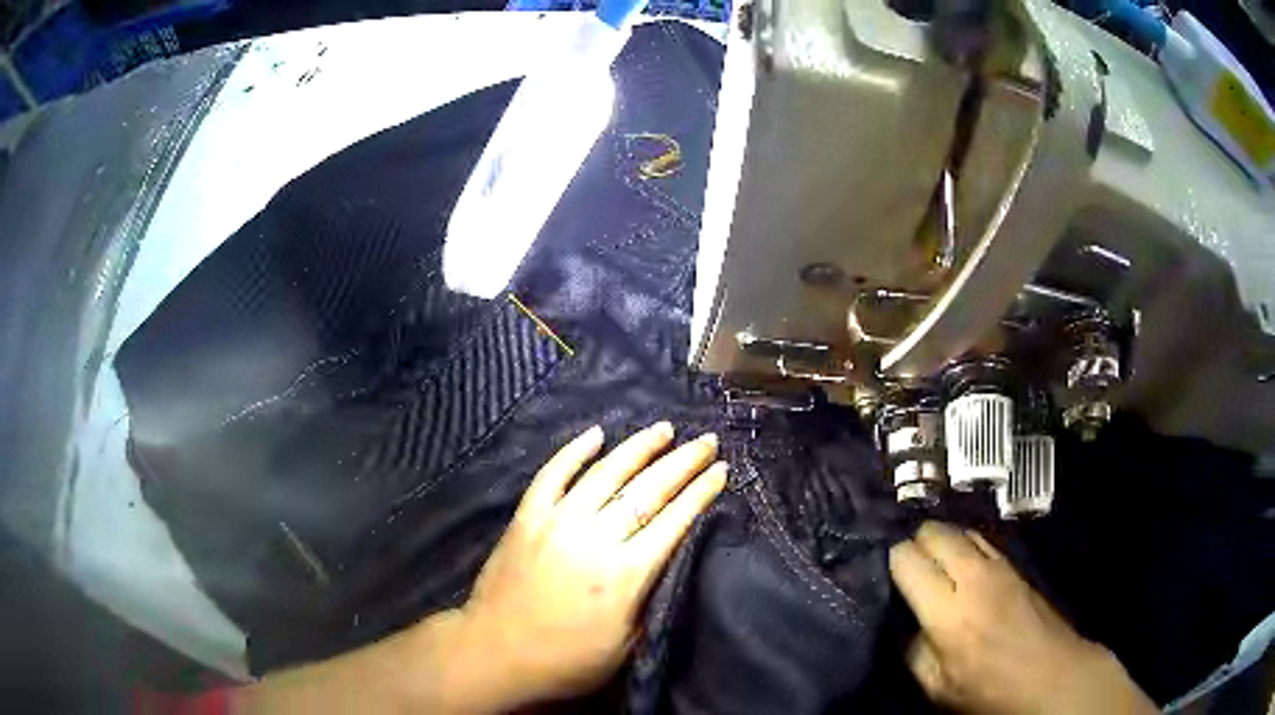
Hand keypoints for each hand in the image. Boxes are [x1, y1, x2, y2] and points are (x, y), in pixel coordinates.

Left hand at [452, 422, 727, 709]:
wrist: (494, 652)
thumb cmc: (566, 660)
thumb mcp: (626, 646)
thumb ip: (651, 600)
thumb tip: (671, 560)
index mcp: (624, 575)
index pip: (673, 521)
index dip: (701, 492)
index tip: (722, 470)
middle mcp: (594, 539)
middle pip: (646, 490)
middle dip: (683, 462)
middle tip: (707, 441)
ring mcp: (556, 522)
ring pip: (604, 474)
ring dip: (638, 448)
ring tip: (664, 429)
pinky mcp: (526, 518)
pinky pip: (552, 475)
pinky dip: (573, 452)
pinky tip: (596, 434)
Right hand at [889, 522, 1158, 714]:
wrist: (1051, 674)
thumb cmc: (990, 690)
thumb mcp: (937, 687)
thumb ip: (913, 651)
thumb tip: (906, 622)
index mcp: (948, 611)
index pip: (907, 559)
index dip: (890, 560)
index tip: (884, 573)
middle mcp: (973, 576)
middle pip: (934, 532)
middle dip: (914, 541)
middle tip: (905, 564)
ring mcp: (999, 565)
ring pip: (960, 528)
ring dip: (941, 539)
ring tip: (930, 559)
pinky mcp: (1015, 565)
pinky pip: (981, 539)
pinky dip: (964, 542)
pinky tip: (959, 561)